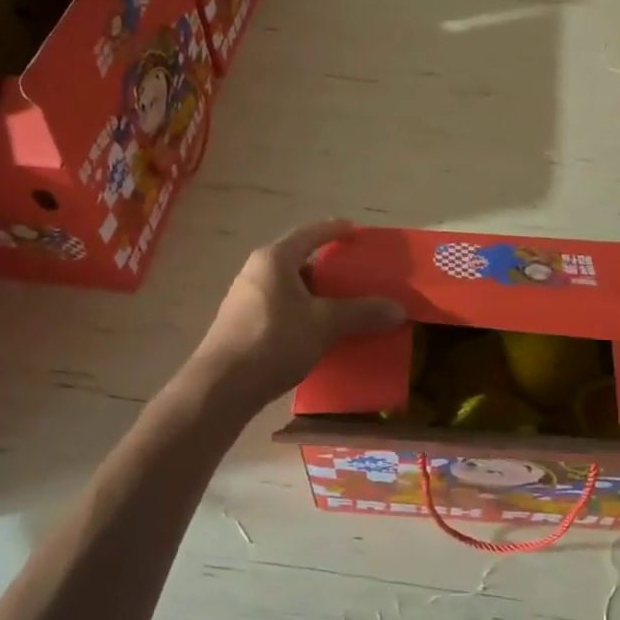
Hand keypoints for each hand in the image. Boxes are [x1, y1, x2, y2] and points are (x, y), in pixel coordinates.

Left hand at [187, 219, 405, 410]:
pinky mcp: (241, 326)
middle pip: (300, 260)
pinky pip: (280, 308)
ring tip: (341, 307)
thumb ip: (362, 313)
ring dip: (315, 294)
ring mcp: (245, 299)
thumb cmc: (273, 341)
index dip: (336, 230)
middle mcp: (257, 271)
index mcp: (275, 258)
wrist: (220, 389)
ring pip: (289, 287)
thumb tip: (399, 309)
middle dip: (329, 268)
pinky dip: (301, 313)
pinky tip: (316, 333)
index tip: (356, 232)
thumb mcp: (324, 325)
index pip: (311, 233)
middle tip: (356, 276)